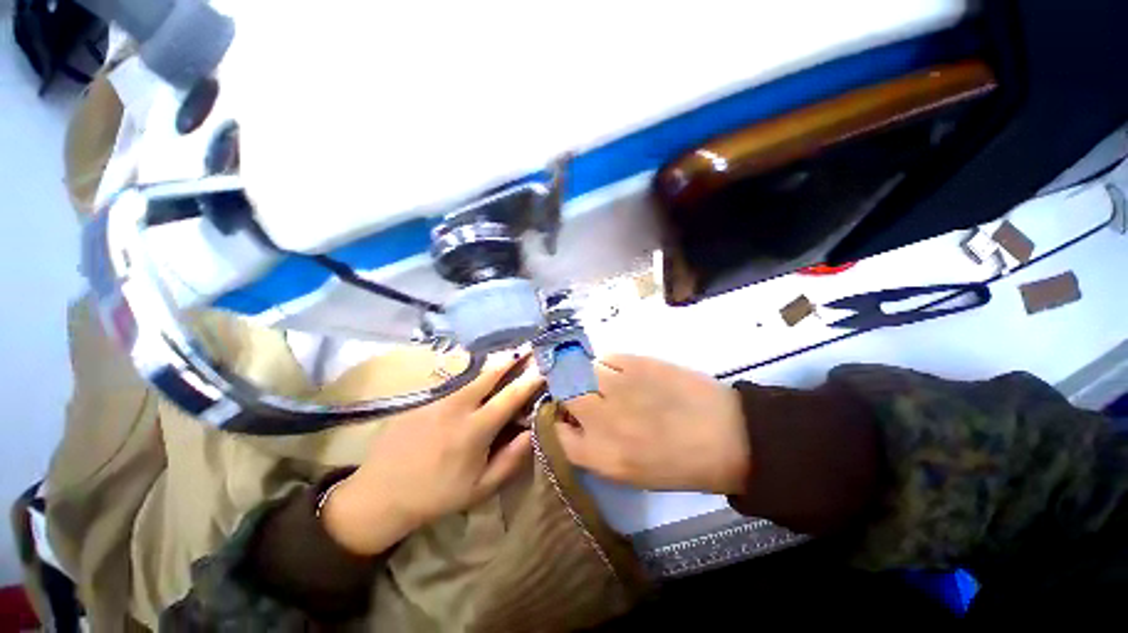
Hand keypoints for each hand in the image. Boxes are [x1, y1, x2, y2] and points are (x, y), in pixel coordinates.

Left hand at [322, 354, 543, 554]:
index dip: (530, 379)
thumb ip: (511, 458)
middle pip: (490, 373)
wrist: (381, 494)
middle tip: (528, 346)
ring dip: (493, 361)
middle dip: (512, 357)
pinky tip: (478, 371)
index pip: (510, 396)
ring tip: (508, 353)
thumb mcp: (481, 487)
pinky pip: (454, 379)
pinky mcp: (422, 398)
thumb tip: (533, 430)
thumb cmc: (437, 494)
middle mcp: (457, 406)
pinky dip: (471, 372)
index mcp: (475, 429)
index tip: (544, 367)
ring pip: (471, 372)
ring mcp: (437, 398)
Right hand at [558, 354, 749, 493]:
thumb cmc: (681, 464)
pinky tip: (622, 372)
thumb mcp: (631, 474)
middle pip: (564, 394)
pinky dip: (606, 364)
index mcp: (601, 456)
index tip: (567, 419)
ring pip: (580, 370)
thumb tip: (576, 426)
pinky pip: (605, 357)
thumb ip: (596, 451)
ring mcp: (617, 386)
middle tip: (582, 394)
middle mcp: (602, 418)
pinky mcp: (636, 362)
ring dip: (585, 375)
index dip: (559, 424)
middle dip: (567, 393)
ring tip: (604, 381)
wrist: (727, 435)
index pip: (557, 434)